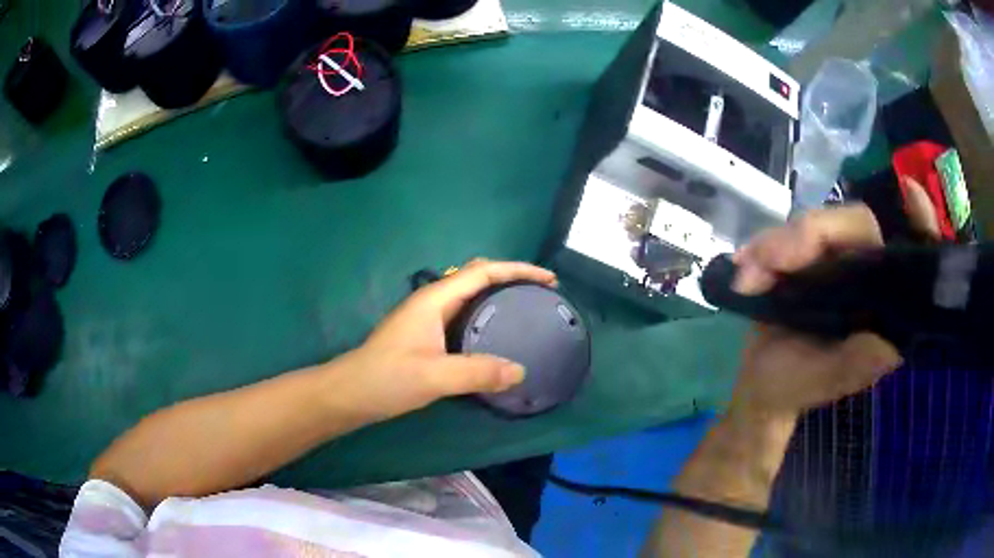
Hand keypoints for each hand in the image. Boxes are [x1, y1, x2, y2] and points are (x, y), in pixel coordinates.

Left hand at [339, 259, 556, 420]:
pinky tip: (496, 336)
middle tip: (541, 294)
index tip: (548, 279)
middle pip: (477, 276)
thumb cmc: (387, 378)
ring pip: (470, 296)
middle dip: (511, 278)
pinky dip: (486, 316)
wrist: (350, 393)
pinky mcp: (426, 336)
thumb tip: (520, 371)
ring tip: (526, 310)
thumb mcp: (435, 376)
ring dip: (498, 296)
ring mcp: (427, 318)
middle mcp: (433, 301)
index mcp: (435, 299)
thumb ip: (478, 373)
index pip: (482, 271)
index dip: (517, 269)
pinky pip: (464, 316)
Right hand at [728, 205, 902, 418]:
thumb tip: (890, 344)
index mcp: (882, 304)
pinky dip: (763, 247)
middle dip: (810, 235)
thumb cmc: (796, 388)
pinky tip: (743, 267)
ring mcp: (836, 261)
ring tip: (747, 276)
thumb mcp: (825, 383)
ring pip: (816, 225)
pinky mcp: (807, 257)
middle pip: (854, 225)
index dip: (917, 221)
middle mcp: (866, 273)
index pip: (910, 253)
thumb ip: (856, 365)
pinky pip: (788, 235)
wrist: (759, 385)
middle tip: (767, 261)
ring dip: (777, 244)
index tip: (911, 193)